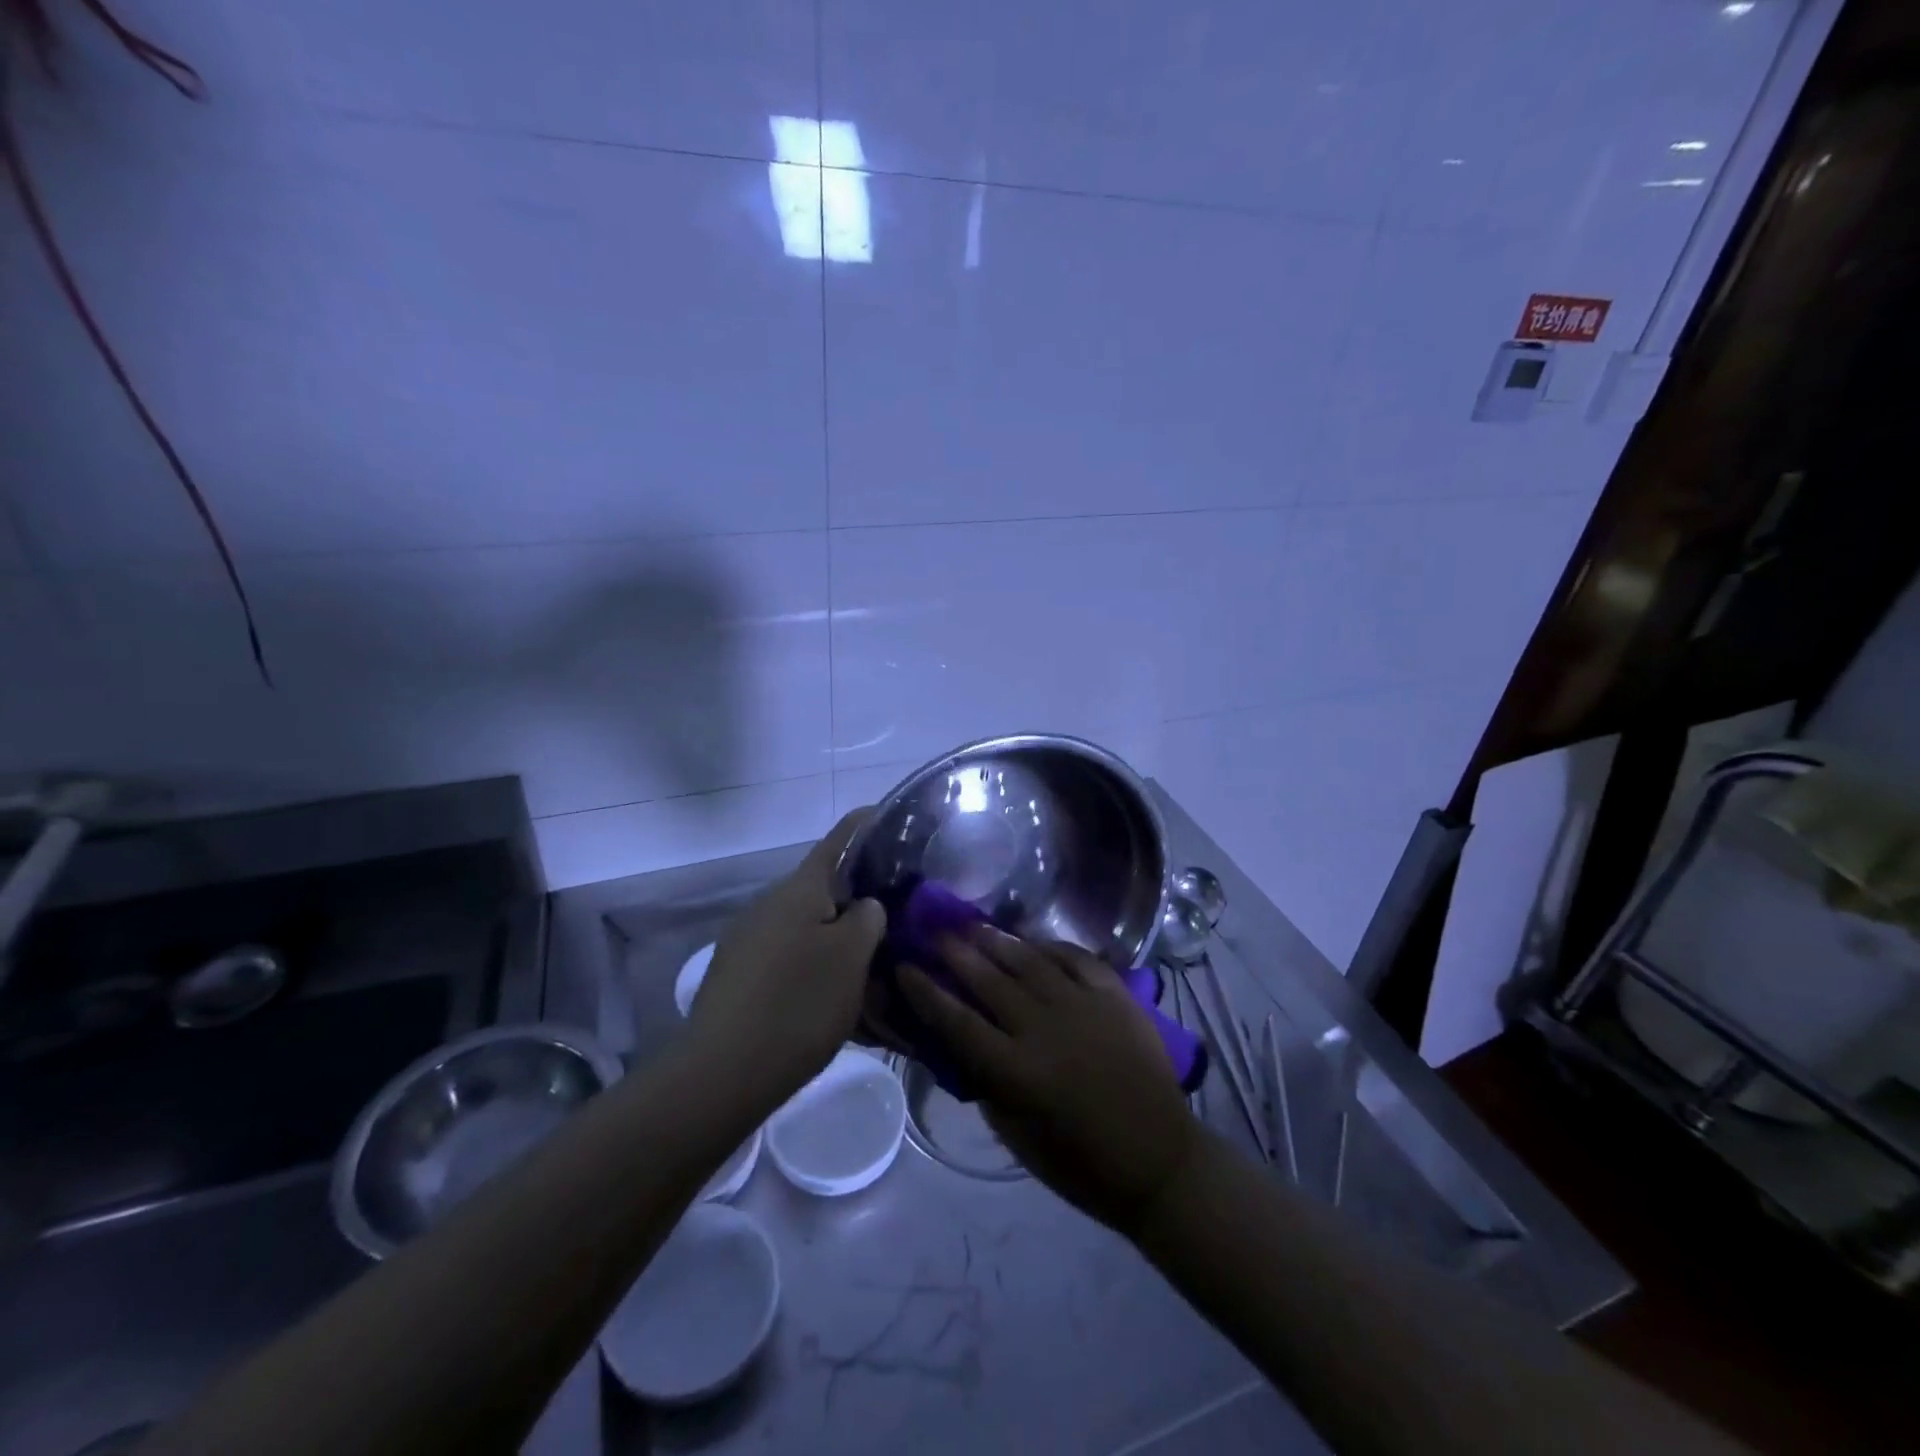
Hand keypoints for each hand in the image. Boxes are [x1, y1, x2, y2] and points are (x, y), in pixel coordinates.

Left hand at [688, 811, 885, 1102]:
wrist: (722, 1074)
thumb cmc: (799, 1004)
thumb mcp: (852, 958)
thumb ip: (867, 919)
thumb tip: (864, 906)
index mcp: (798, 890)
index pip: (838, 840)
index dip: (864, 825)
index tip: (888, 816)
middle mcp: (768, 905)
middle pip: (822, 888)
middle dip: (856, 897)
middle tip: (892, 918)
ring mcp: (746, 941)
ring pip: (804, 927)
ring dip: (835, 938)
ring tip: (867, 967)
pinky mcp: (736, 976)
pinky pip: (785, 958)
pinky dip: (811, 966)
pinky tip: (829, 999)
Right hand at [899, 931, 1199, 1237]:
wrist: (1159, 1160)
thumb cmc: (1082, 1163)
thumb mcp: (1018, 1137)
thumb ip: (988, 1086)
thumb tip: (964, 1048)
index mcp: (1015, 1070)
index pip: (956, 1021)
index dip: (925, 992)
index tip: (904, 967)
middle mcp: (1043, 1027)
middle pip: (988, 980)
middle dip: (956, 952)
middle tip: (935, 932)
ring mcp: (1082, 1006)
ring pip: (1029, 961)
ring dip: (997, 940)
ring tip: (974, 925)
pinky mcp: (1114, 996)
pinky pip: (1077, 958)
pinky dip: (1052, 946)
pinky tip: (1035, 940)